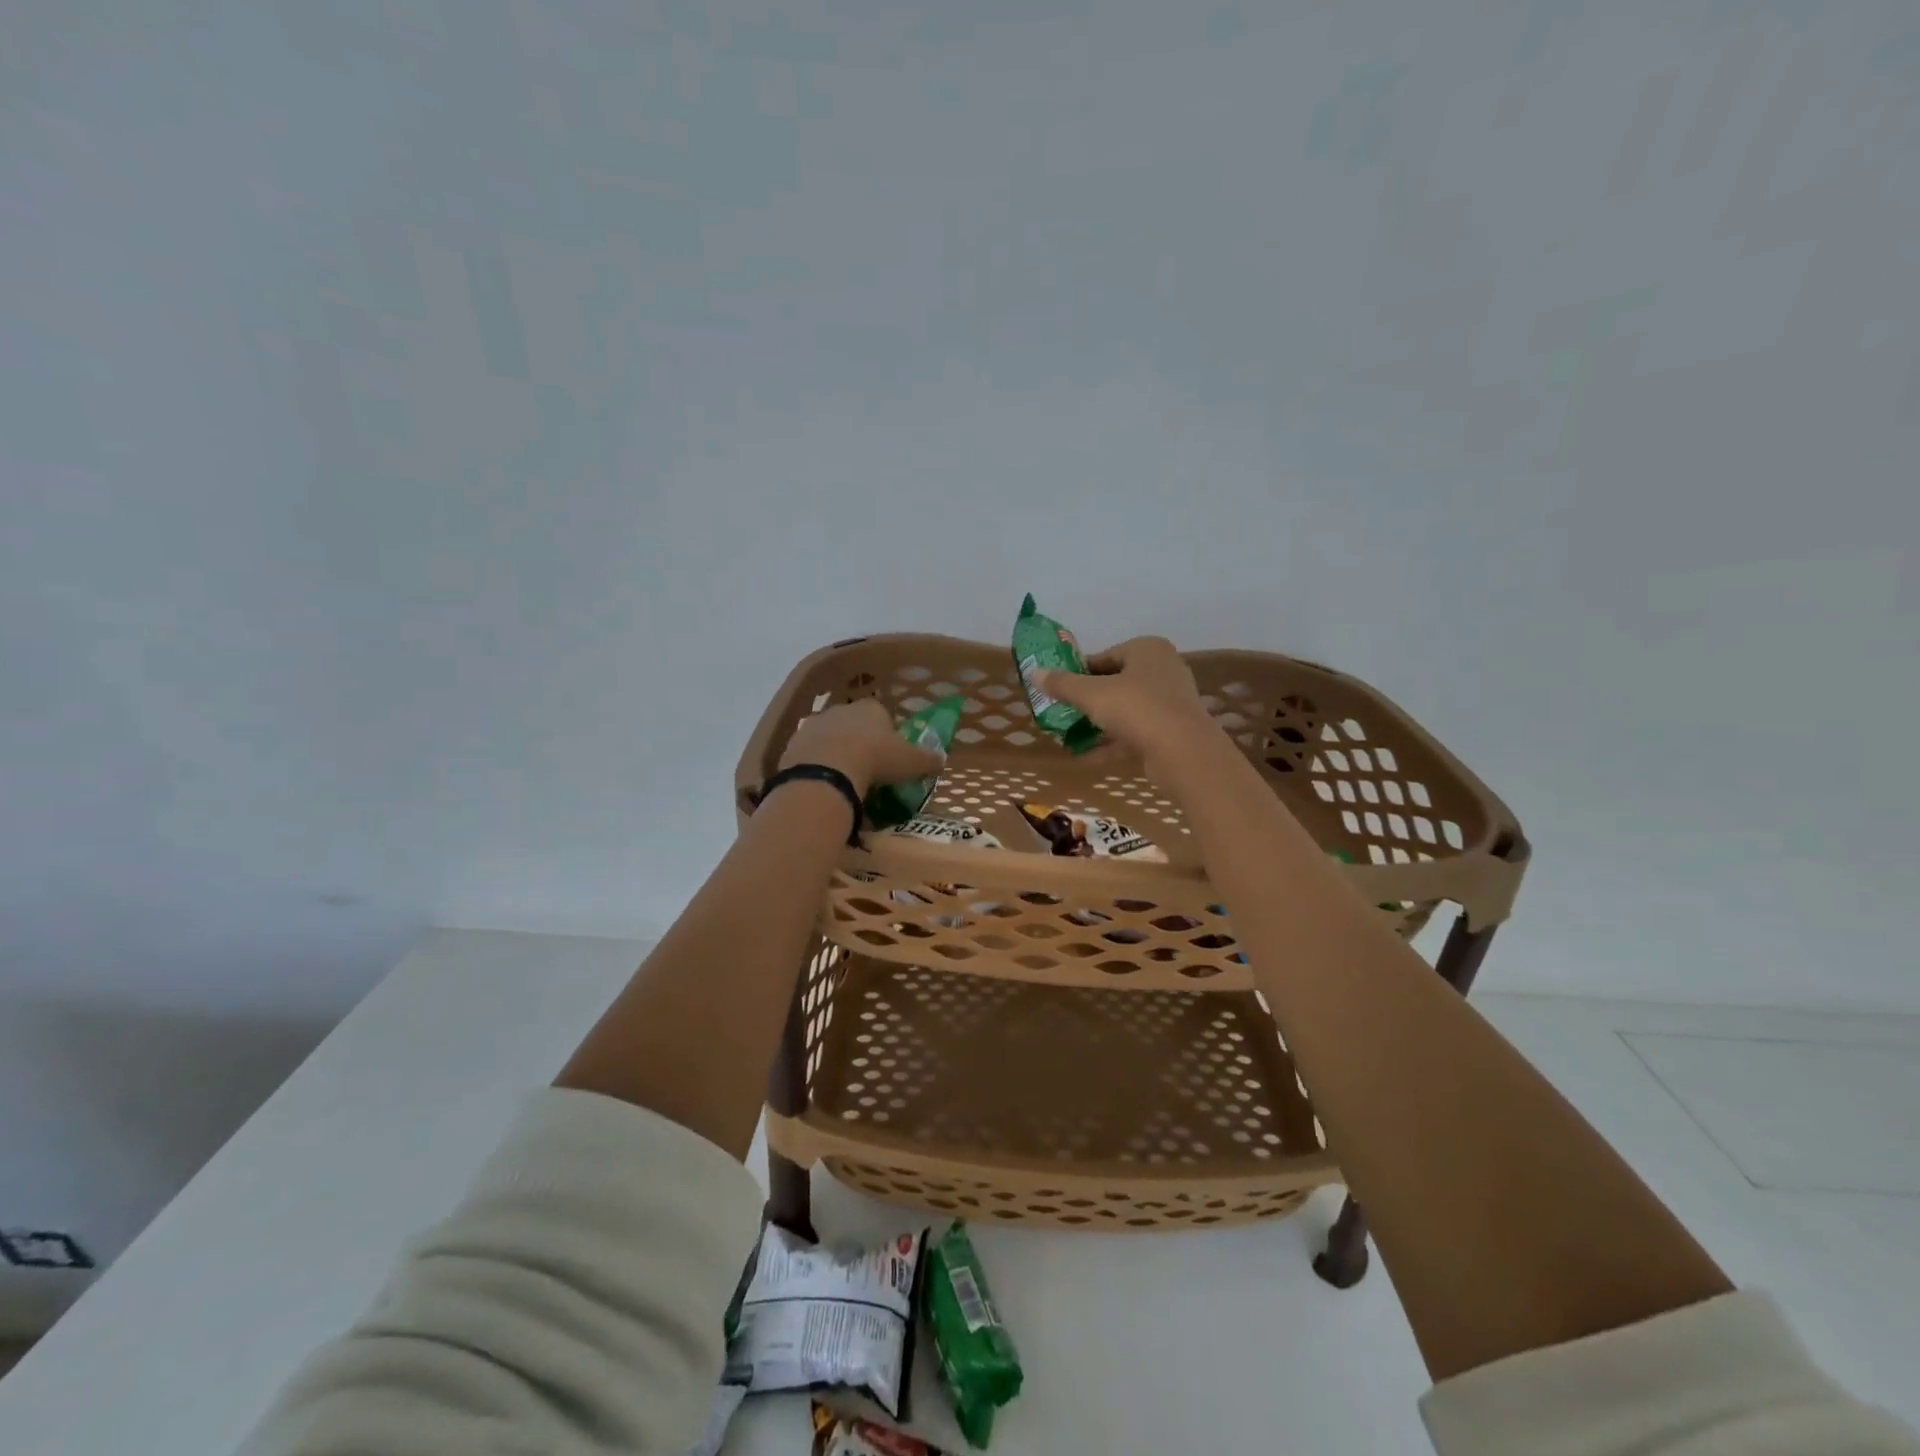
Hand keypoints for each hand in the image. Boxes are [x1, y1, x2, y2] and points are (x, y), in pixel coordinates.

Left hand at [779, 699, 944, 797]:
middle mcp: (841, 709)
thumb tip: (942, 759)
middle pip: (853, 725)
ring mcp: (813, 725)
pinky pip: (809, 755)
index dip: (887, 734)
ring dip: (835, 754)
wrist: (827, 772)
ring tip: (844, 781)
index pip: (882, 715)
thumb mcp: (911, 762)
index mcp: (871, 708)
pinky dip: (816, 767)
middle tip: (867, 770)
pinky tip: (824, 785)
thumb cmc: (876, 759)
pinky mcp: (793, 744)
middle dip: (859, 743)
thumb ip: (928, 759)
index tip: (889, 756)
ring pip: (829, 738)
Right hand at [1036, 637, 1218, 771]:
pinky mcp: (1171, 730)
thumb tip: (1034, 673)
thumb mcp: (1091, 694)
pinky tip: (1088, 756)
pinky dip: (1113, 741)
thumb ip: (1063, 684)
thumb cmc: (1136, 709)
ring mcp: (1170, 701)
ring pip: (1125, 708)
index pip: (1105, 656)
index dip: (1079, 673)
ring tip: (1070, 735)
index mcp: (1147, 649)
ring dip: (1099, 722)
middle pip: (1115, 682)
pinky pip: (1135, 731)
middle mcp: (1163, 669)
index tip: (1059, 689)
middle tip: (1063, 712)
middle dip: (1088, 699)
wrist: (1182, 752)